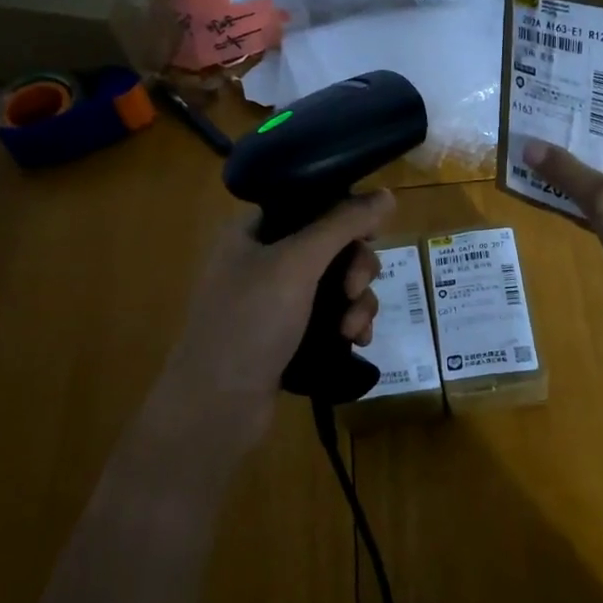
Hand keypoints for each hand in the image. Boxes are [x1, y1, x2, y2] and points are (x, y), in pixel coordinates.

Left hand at [153, 190, 394, 457]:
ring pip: (338, 283)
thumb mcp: (297, 264)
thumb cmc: (249, 322)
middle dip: (356, 267)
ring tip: (354, 330)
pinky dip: (350, 324)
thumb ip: (342, 224)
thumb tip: (387, 194)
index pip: (311, 202)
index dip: (347, 213)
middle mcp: (265, 258)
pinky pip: (333, 315)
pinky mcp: (290, 334)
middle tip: (355, 289)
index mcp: (255, 230)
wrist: (215, 407)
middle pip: (332, 244)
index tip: (373, 232)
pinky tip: (356, 342)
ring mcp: (277, 299)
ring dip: (358, 302)